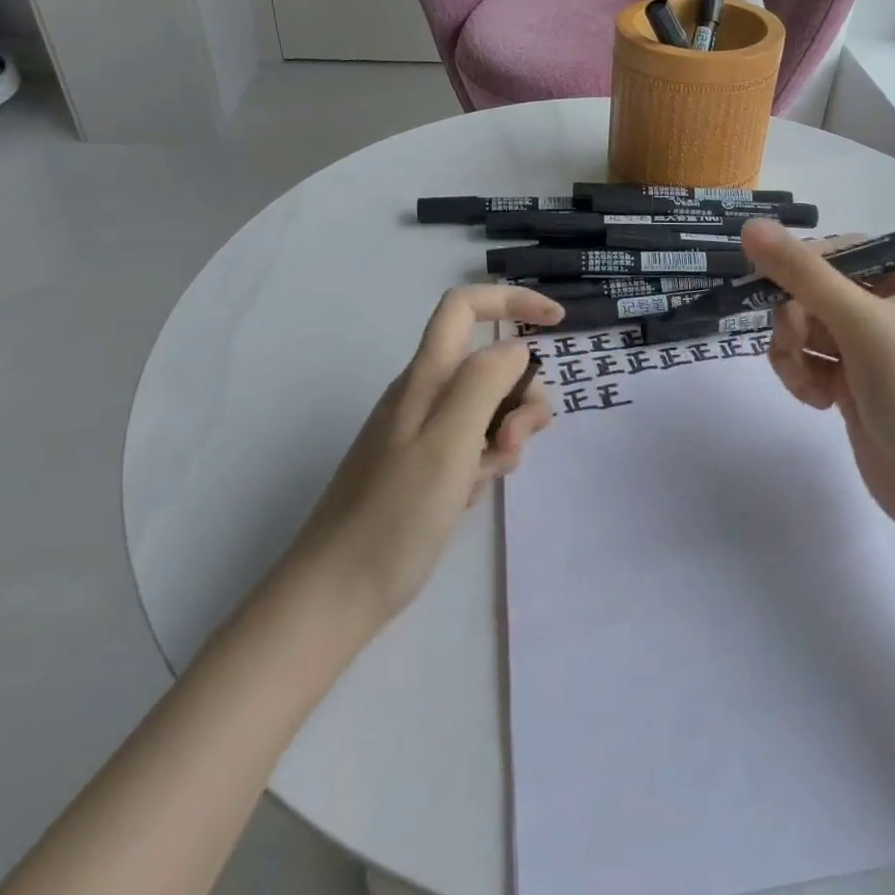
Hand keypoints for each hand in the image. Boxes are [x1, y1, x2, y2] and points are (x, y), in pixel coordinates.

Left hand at [277, 284, 562, 627]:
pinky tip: (471, 494)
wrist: (337, 593)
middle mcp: (424, 395)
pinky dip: (486, 461)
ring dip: (506, 433)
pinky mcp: (426, 465)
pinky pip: (473, 444)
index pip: (465, 308)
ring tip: (490, 474)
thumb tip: (516, 349)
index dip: (512, 301)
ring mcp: (423, 431)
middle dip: (520, 393)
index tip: (557, 323)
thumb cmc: (394, 515)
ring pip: (487, 407)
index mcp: (425, 378)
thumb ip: (484, 384)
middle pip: (489, 364)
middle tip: (516, 440)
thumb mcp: (448, 443)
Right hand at [739, 220, 894, 541]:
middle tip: (795, 343)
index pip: (838, 251)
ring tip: (807, 383)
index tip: (774, 286)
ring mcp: (866, 349)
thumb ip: (803, 274)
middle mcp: (886, 309)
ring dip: (793, 352)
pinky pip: (807, 361)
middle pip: (813, 291)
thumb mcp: (860, 323)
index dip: (802, 266)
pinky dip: (801, 376)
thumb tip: (750, 226)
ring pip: (803, 328)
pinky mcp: (849, 383)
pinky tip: (816, 401)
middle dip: (795, 319)